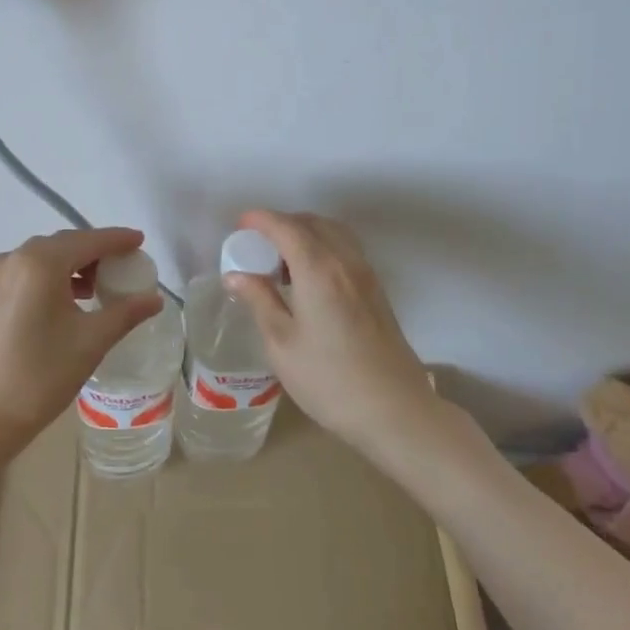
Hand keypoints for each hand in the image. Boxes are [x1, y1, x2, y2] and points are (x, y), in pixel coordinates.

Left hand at [0, 227, 161, 449]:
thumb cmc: (37, 377)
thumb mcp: (90, 343)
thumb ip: (125, 314)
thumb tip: (154, 299)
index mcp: (39, 263)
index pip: (88, 240)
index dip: (117, 239)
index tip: (140, 241)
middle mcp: (11, 259)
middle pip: (62, 245)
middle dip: (94, 252)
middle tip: (122, 267)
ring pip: (40, 260)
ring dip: (70, 267)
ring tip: (96, 288)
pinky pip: (23, 275)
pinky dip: (48, 279)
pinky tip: (63, 303)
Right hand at [223, 211, 439, 456]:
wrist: (393, 410)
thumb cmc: (328, 379)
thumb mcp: (282, 343)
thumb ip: (259, 301)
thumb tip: (236, 276)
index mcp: (319, 269)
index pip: (286, 228)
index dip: (261, 219)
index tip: (240, 223)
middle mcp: (346, 261)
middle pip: (313, 223)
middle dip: (282, 224)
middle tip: (256, 243)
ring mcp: (366, 275)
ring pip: (333, 234)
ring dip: (305, 233)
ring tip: (281, 260)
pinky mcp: (377, 291)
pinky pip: (346, 250)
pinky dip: (323, 247)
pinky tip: (308, 278)